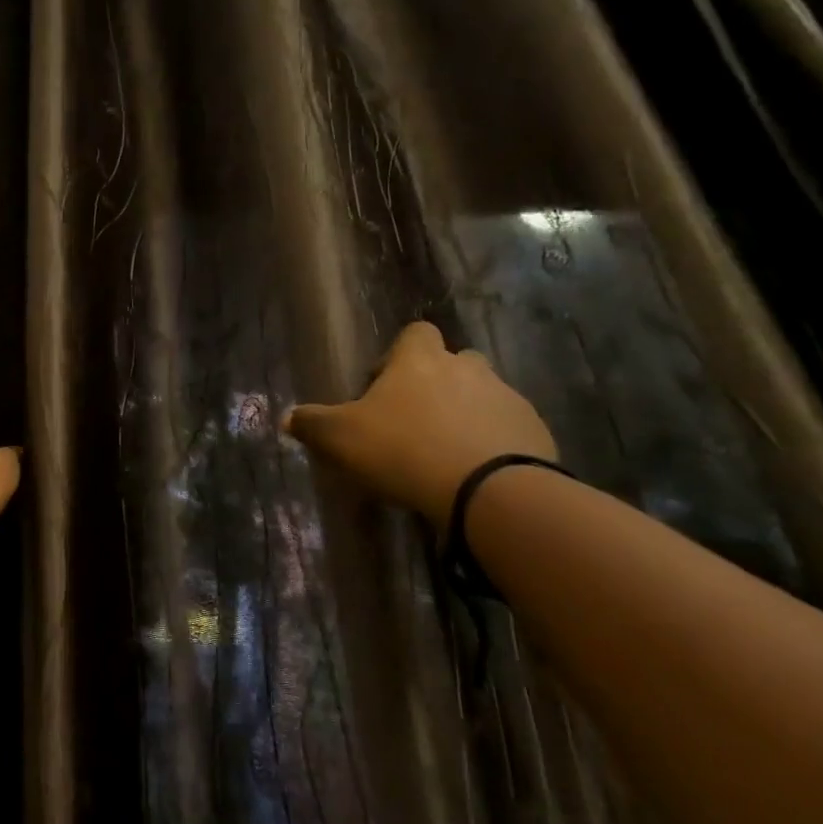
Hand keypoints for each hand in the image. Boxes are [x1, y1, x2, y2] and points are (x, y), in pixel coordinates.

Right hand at [283, 320, 556, 526]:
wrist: (488, 490)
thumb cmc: (403, 450)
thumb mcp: (339, 439)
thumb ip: (311, 424)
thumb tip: (287, 418)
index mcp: (419, 360)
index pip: (414, 333)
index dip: (398, 355)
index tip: (383, 387)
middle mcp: (466, 367)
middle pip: (453, 361)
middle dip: (437, 383)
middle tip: (415, 420)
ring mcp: (506, 397)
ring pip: (483, 394)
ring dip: (466, 413)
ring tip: (447, 452)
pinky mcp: (535, 431)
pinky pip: (509, 428)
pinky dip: (494, 442)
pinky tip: (476, 471)